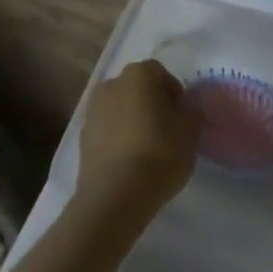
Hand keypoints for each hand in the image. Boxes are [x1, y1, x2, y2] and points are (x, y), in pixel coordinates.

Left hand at [76, 59, 197, 222]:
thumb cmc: (158, 154)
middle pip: (136, 89)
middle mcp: (112, 84)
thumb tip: (186, 110)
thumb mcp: (190, 132)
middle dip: (150, 105)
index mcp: (138, 74)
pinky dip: (117, 142)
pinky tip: (129, 165)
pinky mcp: (82, 142)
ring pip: (119, 111)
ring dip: (132, 123)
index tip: (182, 116)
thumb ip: (191, 113)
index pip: (160, 73)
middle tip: (166, 130)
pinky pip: (106, 134)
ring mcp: (92, 113)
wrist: (114, 198)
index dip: (174, 93)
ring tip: (146, 151)